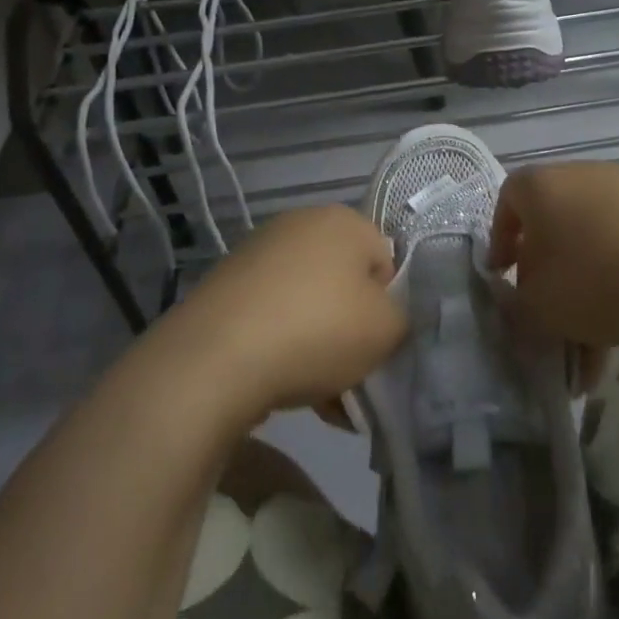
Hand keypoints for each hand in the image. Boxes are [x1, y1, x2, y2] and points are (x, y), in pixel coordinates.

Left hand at [182, 205, 405, 422]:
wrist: (214, 359)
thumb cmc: (317, 330)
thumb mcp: (388, 329)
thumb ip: (404, 317)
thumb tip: (387, 317)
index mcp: (343, 220)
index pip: (386, 262)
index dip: (389, 307)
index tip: (380, 345)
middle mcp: (299, 224)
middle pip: (345, 284)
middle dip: (352, 330)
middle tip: (354, 375)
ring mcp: (256, 254)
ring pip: (308, 305)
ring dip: (320, 346)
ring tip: (321, 398)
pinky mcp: (224, 287)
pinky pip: (272, 318)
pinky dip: (283, 348)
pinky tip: (285, 392)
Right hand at [491, 162, 618, 351]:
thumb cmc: (602, 278)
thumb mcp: (542, 308)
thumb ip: (518, 308)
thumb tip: (520, 303)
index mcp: (542, 187)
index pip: (506, 201)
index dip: (499, 240)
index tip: (503, 277)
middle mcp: (584, 177)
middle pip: (554, 229)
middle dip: (548, 281)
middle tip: (548, 321)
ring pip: (595, 249)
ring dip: (588, 298)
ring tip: (593, 356)